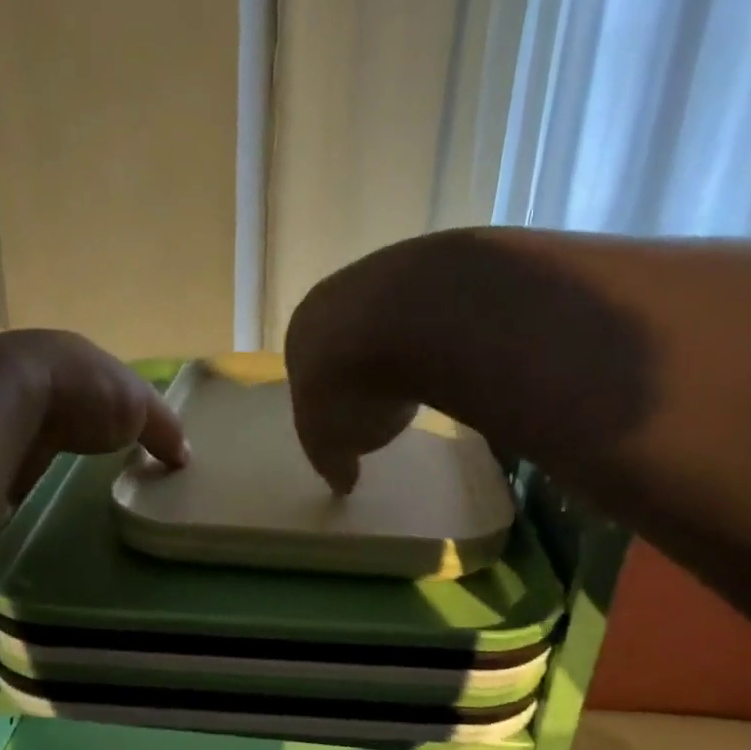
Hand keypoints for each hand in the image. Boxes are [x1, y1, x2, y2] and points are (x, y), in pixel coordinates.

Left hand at [0, 330, 188, 499]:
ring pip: (22, 415)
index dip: (108, 397)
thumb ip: (163, 428)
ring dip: (34, 433)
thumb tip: (184, 455)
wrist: (3, 401)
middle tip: (84, 446)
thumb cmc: (81, 392)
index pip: (93, 374)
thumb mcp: (139, 407)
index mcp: (68, 353)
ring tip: (49, 464)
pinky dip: (9, 457)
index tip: (118, 426)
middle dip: (67, 415)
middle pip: (55, 392)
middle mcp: (29, 366)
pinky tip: (18, 473)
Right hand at [284, 267, 416, 494]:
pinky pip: (432, 308)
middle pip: (349, 336)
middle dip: (366, 365)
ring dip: (405, 346)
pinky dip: (438, 331)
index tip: (348, 416)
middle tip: (387, 398)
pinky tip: (451, 355)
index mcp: (300, 333)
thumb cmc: (347, 390)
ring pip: (391, 318)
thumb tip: (341, 484)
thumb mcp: (330, 445)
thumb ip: (332, 462)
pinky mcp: (432, 265)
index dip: (326, 393)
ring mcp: (385, 273)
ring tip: (424, 380)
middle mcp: (336, 295)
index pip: (307, 366)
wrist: (403, 324)